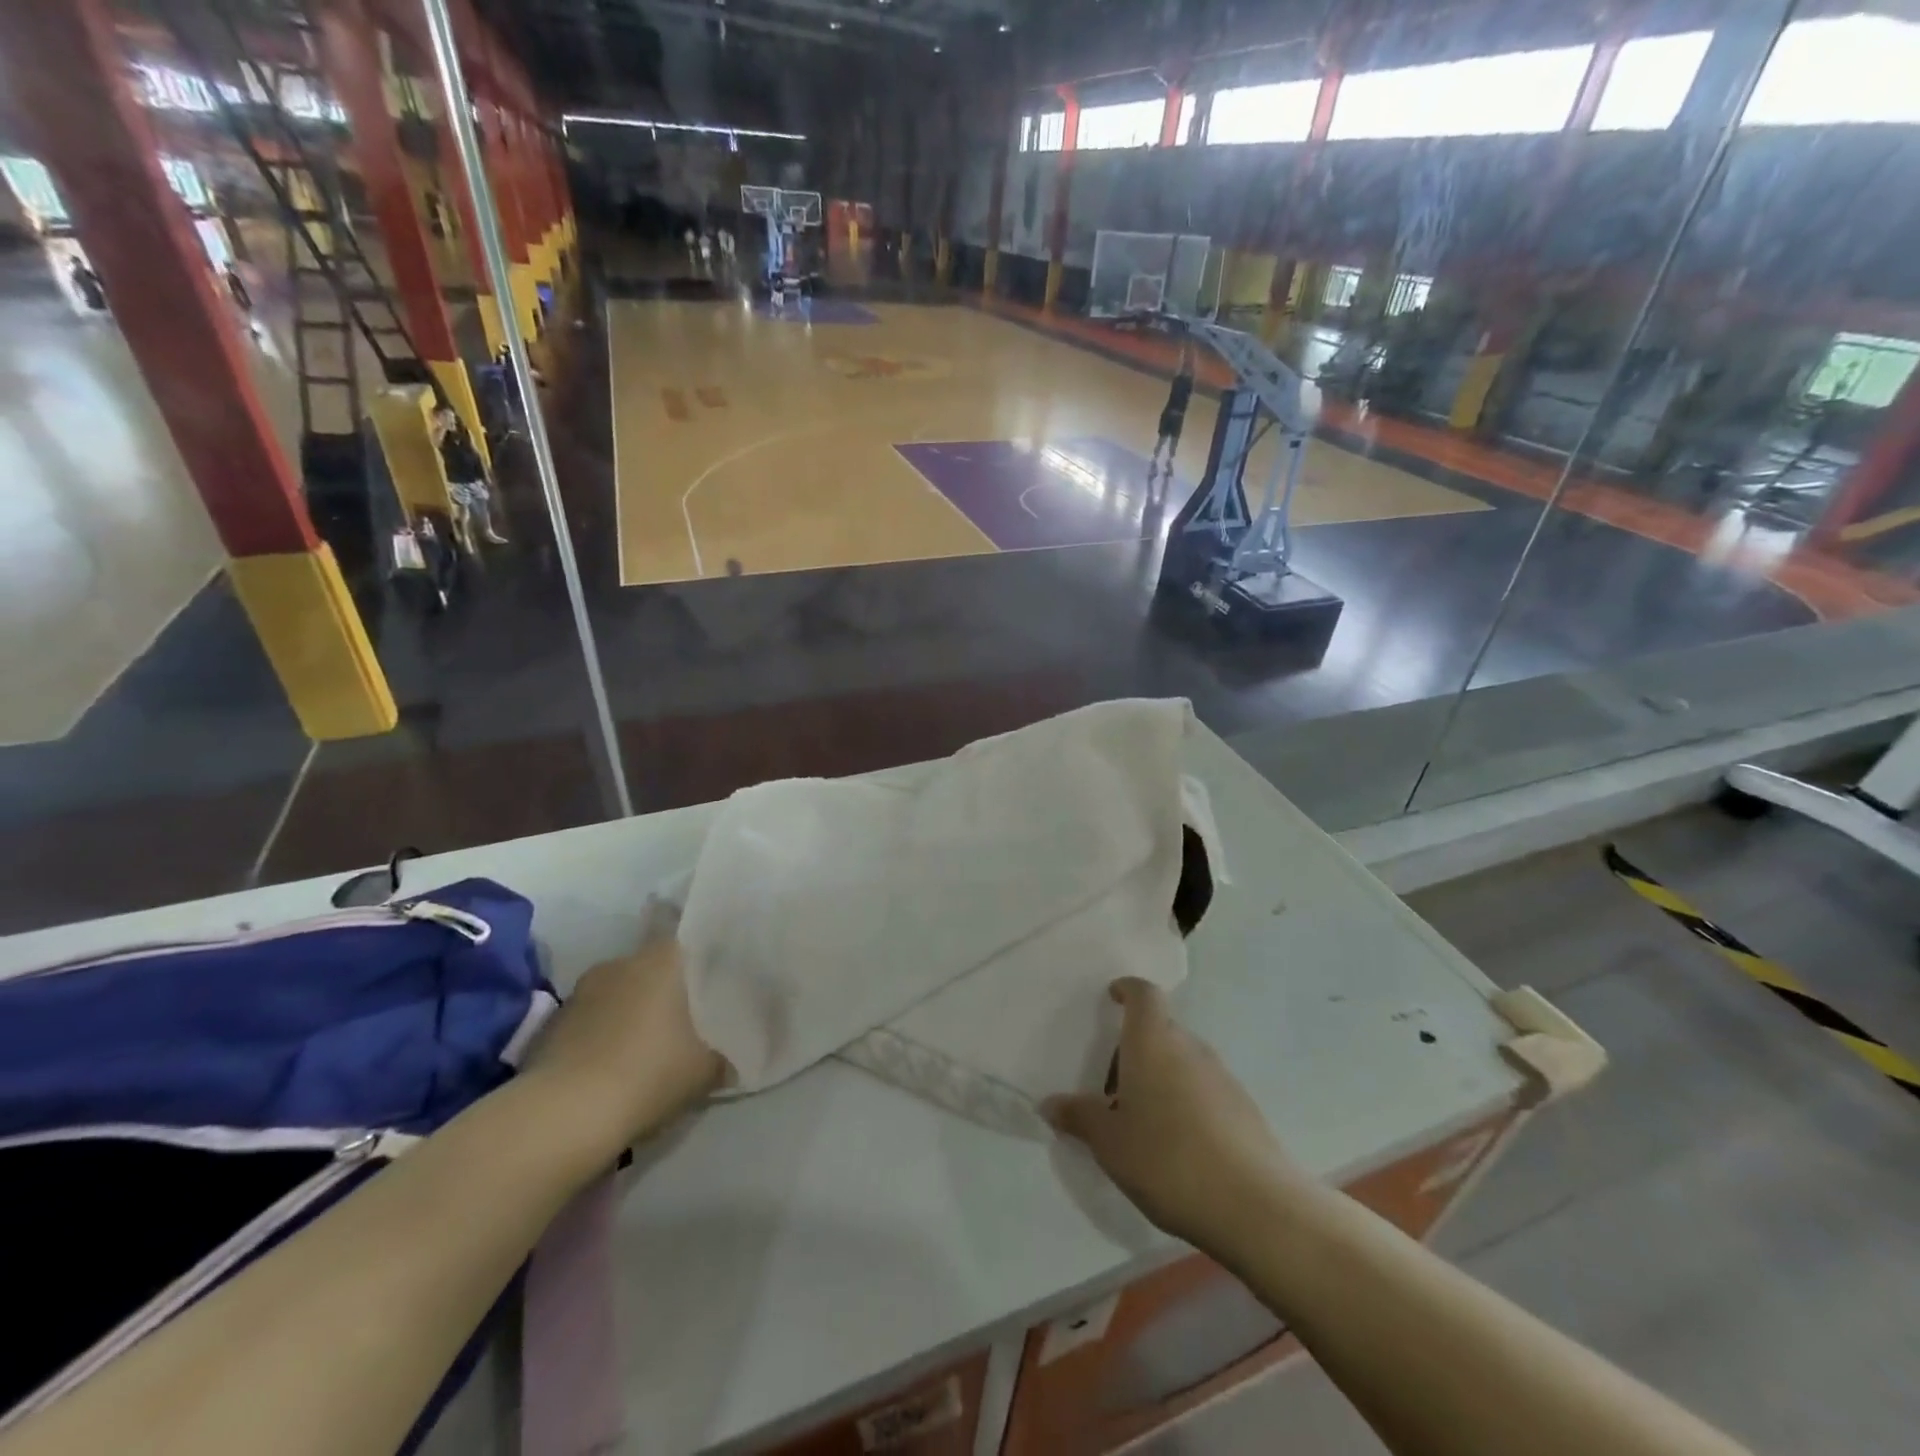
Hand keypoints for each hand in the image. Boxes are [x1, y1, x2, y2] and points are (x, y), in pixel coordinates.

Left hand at [522, 937, 724, 1156]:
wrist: (564, 1115)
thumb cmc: (648, 1073)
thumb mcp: (704, 1071)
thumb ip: (721, 1058)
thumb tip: (728, 1062)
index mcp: (660, 960)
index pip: (682, 938)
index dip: (695, 956)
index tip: (707, 976)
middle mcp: (619, 964)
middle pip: (648, 968)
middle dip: (662, 990)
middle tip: (681, 1020)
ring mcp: (580, 992)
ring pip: (616, 994)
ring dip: (627, 1014)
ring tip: (643, 1048)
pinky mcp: (551, 1025)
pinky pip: (588, 1021)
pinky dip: (600, 1037)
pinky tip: (610, 1068)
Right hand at [1044, 978, 1297, 1250]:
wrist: (1255, 1206)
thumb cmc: (1168, 1159)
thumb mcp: (1110, 1143)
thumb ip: (1080, 1117)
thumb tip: (1050, 1104)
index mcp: (1153, 1041)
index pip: (1143, 994)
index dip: (1127, 990)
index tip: (1112, 996)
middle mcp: (1189, 1047)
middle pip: (1160, 1030)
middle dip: (1136, 1047)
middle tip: (1111, 1083)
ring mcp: (1222, 1076)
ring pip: (1182, 1061)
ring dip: (1160, 1077)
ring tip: (1140, 1119)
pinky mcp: (1244, 1108)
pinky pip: (1203, 1089)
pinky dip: (1184, 1102)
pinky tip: (1175, 1145)